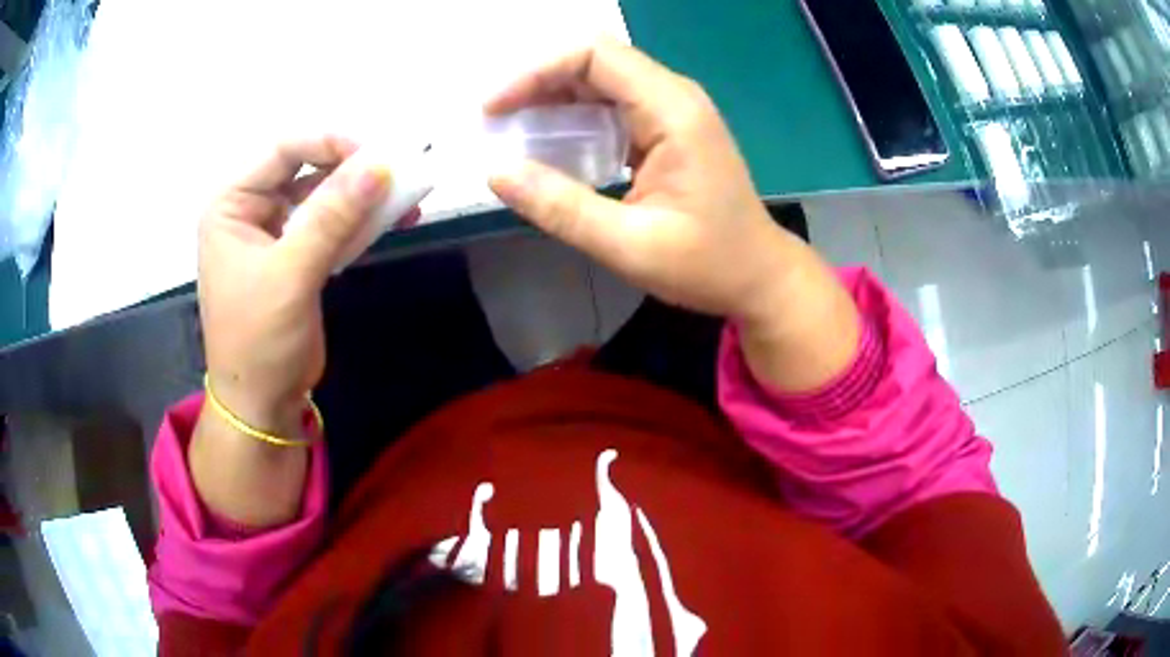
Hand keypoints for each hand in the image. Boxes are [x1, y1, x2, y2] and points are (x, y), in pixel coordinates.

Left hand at [198, 135, 393, 430]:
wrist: (262, 403)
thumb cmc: (259, 340)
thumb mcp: (290, 275)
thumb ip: (332, 217)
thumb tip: (380, 165)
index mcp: (232, 203)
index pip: (283, 149)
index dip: (329, 143)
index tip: (376, 157)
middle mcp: (252, 208)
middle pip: (307, 166)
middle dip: (352, 169)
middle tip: (398, 173)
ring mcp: (276, 231)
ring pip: (324, 194)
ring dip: (364, 194)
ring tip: (408, 196)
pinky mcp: (298, 255)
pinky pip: (332, 223)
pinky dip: (362, 221)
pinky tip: (396, 219)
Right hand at [485, 39, 859, 391]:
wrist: (758, 276)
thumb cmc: (706, 265)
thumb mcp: (628, 245)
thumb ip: (561, 207)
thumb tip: (497, 172)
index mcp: (673, 112)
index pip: (595, 56)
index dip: (536, 72)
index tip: (494, 108)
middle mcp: (674, 96)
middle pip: (595, 60)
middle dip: (538, 82)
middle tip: (496, 120)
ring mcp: (674, 110)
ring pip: (601, 79)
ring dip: (553, 98)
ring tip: (512, 131)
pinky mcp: (668, 127)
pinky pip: (613, 104)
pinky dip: (575, 116)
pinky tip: (551, 144)